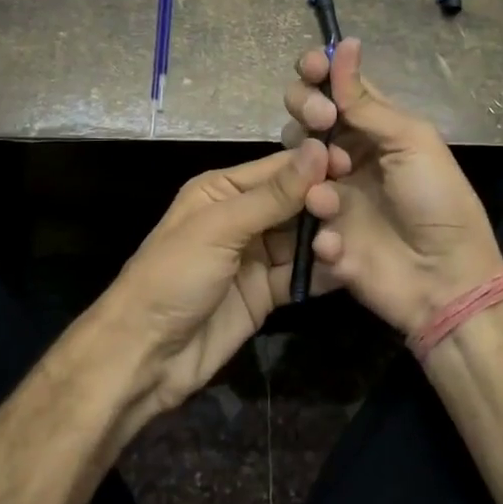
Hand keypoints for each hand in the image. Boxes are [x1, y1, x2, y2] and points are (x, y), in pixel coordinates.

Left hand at [92, 139, 337, 426]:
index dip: (314, 165)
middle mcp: (242, 217)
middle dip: (324, 204)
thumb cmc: (174, 276)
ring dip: (327, 239)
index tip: (355, 164)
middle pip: (296, 202)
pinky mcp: (267, 293)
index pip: (278, 168)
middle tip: (355, 212)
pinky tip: (348, 269)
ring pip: (303, 238)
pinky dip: (323, 272)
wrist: (146, 354)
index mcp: (223, 190)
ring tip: (350, 243)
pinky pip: (302, 275)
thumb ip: (273, 195)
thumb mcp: (221, 228)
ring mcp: (256, 257)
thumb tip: (317, 149)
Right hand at [282, 39, 502, 334]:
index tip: (311, 66)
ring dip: (308, 162)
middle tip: (322, 121)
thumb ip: (366, 102)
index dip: (318, 72)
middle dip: (305, 109)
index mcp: (374, 129)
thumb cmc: (437, 200)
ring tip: (333, 182)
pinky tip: (337, 234)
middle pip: (305, 118)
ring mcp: (329, 193)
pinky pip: (297, 213)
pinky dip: (315, 218)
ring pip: (293, 161)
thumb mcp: (411, 141)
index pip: (336, 89)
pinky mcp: (317, 230)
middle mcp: (347, 154)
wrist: (444, 279)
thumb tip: (344, 45)